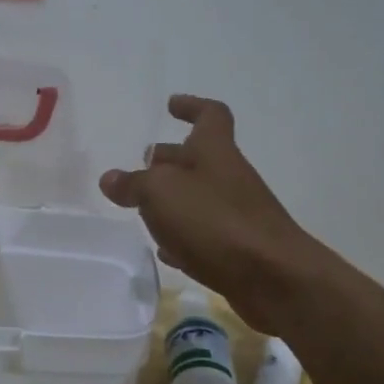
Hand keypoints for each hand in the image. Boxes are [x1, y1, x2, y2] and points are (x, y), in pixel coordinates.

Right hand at [100, 95, 325, 332]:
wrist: (273, 277)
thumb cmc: (215, 220)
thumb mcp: (160, 193)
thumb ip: (133, 184)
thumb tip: (110, 179)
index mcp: (214, 151)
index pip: (210, 115)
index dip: (191, 107)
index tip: (171, 105)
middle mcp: (228, 177)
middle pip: (198, 159)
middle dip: (170, 159)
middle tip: (143, 165)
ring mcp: (235, 214)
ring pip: (199, 198)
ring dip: (173, 200)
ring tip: (143, 209)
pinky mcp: (236, 250)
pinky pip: (204, 236)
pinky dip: (183, 237)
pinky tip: (165, 250)